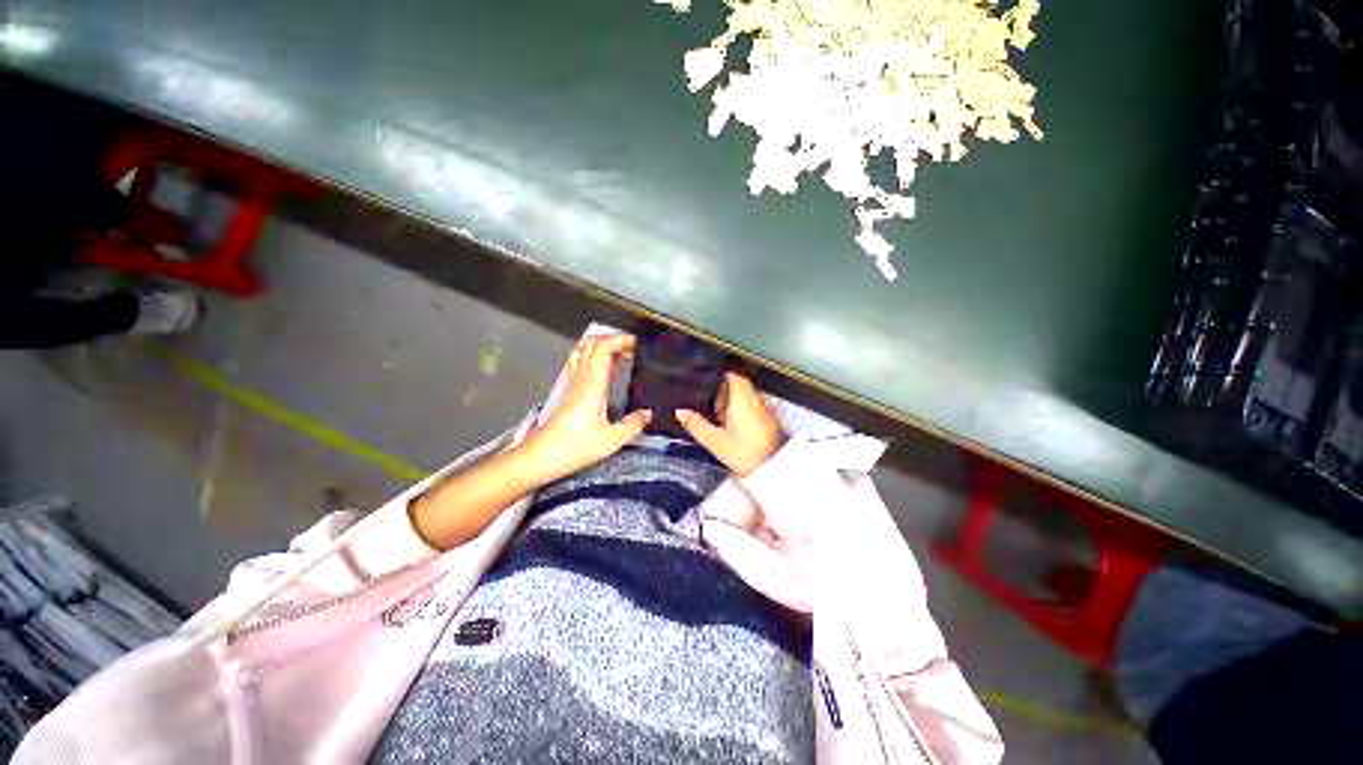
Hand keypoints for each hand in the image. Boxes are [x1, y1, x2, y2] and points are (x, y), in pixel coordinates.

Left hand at [517, 334, 650, 484]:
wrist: (540, 457)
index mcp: (592, 385)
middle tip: (633, 349)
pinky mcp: (569, 391)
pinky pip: (581, 364)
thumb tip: (649, 413)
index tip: (638, 343)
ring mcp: (573, 384)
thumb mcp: (610, 440)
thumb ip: (633, 425)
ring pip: (584, 352)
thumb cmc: (574, 447)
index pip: (602, 348)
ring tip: (622, 356)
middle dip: (613, 340)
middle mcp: (581, 379)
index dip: (619, 339)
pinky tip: (607, 371)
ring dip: (603, 348)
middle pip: (592, 344)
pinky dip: (595, 359)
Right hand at [677, 371, 784, 477]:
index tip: (707, 380)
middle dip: (724, 391)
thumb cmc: (745, 454)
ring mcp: (765, 409)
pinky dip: (742, 411)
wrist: (775, 470)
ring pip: (747, 395)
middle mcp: (756, 399)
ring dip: (733, 402)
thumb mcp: (716, 441)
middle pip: (740, 384)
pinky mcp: (770, 420)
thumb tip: (680, 411)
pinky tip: (733, 426)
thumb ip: (697, 425)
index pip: (733, 375)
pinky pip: (753, 406)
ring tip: (720, 415)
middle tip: (710, 402)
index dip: (720, 375)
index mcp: (743, 399)